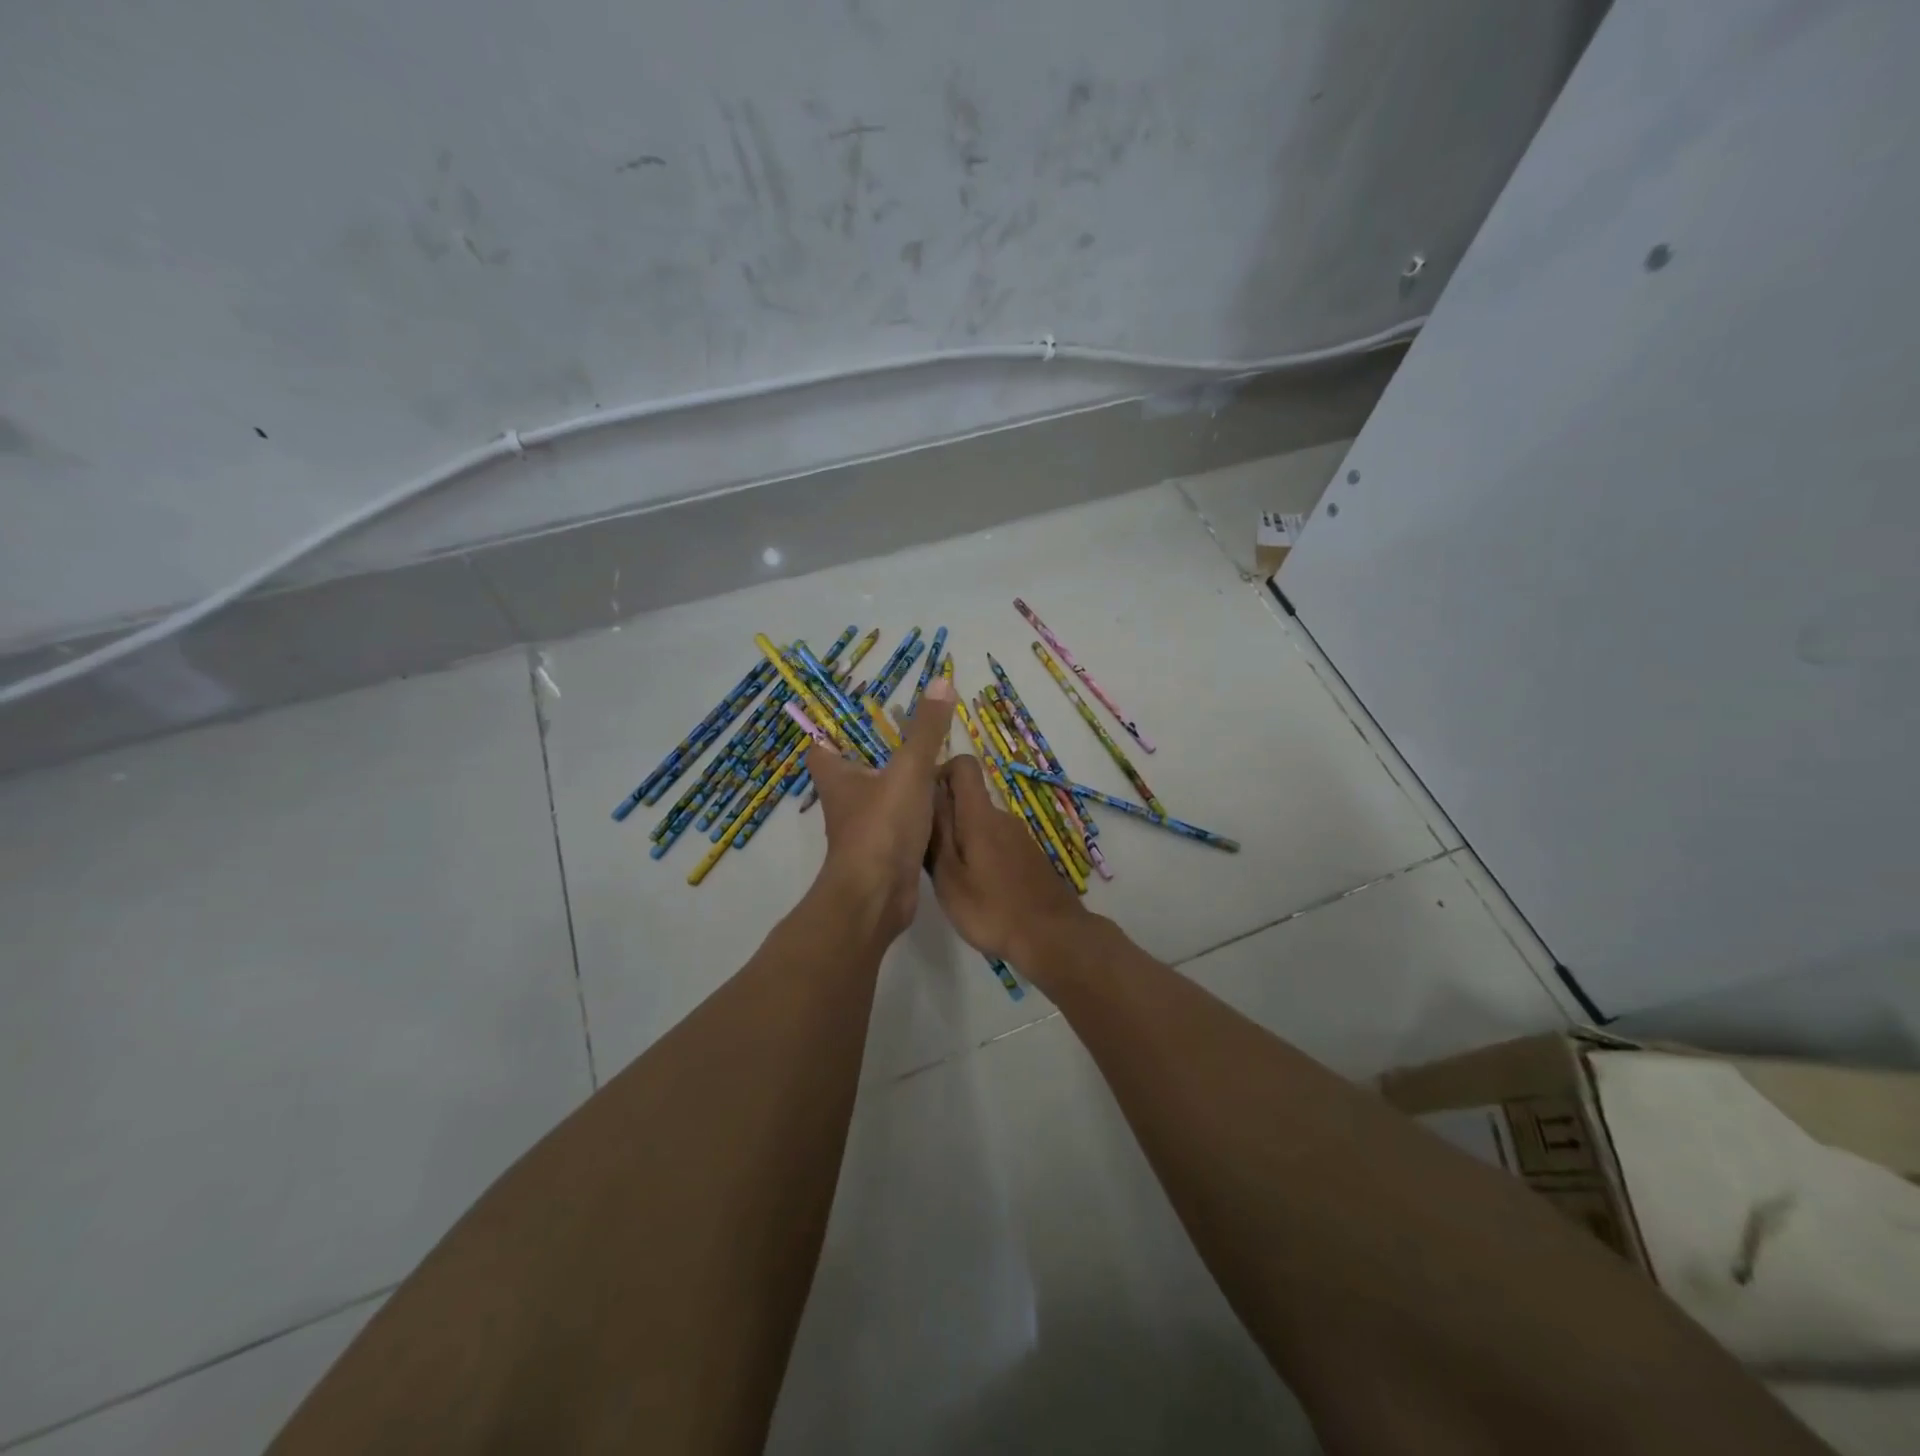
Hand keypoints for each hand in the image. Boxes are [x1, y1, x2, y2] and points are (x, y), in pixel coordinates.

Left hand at [806, 678, 955, 942]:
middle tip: (907, 732)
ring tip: (932, 763)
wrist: (879, 897)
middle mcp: (845, 802)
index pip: (820, 746)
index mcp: (837, 777)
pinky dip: (916, 813)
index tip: (852, 712)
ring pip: (879, 798)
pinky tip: (942, 804)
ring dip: (898, 784)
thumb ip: (926, 729)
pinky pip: (900, 824)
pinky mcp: (885, 854)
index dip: (829, 728)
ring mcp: (864, 830)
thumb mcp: (910, 769)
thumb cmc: (882, 826)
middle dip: (874, 753)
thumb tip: (941, 680)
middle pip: (851, 770)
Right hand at [927, 754, 1086, 962]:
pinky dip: (981, 856)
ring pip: (981, 824)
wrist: (1052, 937)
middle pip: (968, 798)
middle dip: (944, 817)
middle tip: (927, 854)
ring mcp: (1019, 837)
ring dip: (962, 840)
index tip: (921, 802)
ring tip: (949, 877)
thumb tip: (927, 794)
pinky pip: (997, 843)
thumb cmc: (992, 909)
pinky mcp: (1029, 856)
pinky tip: (978, 890)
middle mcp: (1002, 817)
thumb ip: (937, 833)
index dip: (939, 773)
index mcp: (980, 815)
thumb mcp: (949, 876)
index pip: (963, 766)